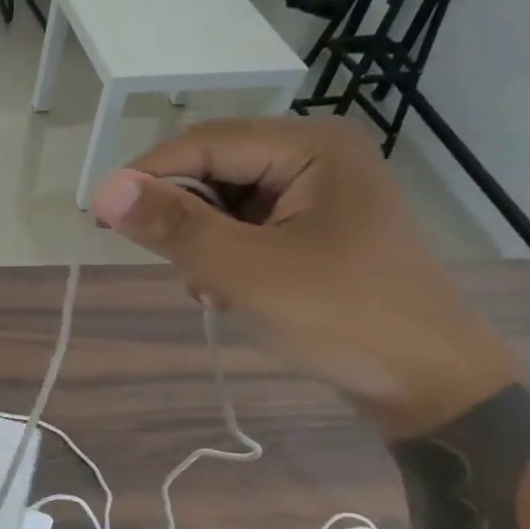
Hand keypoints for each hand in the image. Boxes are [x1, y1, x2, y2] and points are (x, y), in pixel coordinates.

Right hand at [89, 116, 518, 435]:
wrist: (430, 385)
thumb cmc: (343, 319)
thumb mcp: (248, 272)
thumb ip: (175, 227)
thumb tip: (104, 188)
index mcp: (312, 146)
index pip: (206, 142)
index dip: (148, 176)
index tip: (100, 216)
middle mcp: (316, 156)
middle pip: (216, 170)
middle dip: (185, 219)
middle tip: (174, 267)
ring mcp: (319, 194)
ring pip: (226, 203)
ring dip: (204, 245)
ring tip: (212, 290)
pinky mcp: (316, 230)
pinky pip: (248, 228)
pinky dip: (226, 258)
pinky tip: (229, 294)